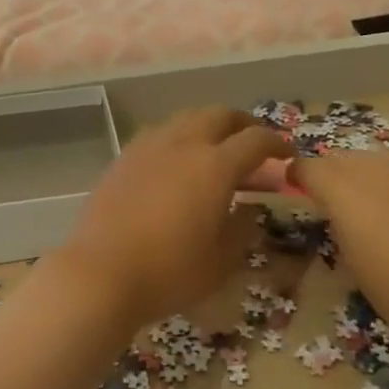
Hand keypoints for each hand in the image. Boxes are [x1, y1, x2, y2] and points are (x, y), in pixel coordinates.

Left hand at [61, 108, 290, 328]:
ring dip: (208, 125)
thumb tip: (252, 209)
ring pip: (187, 118)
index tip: (287, 154)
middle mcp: (184, 143)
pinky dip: (179, 136)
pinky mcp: (125, 156)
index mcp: (215, 165)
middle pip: (219, 115)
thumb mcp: (221, 260)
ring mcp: (150, 146)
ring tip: (216, 147)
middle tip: (253, 143)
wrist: (101, 273)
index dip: (276, 144)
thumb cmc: (169, 271)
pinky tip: (177, 160)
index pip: (255, 140)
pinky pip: (160, 132)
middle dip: (242, 124)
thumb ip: (243, 228)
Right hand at [292, 145, 388, 358]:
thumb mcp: (359, 272)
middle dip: (333, 176)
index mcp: (346, 191)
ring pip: (380, 157)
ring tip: (379, 200)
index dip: (298, 177)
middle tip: (337, 204)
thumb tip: (344, 218)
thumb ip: (344, 231)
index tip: (295, 189)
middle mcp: (377, 167)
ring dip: (370, 173)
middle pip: (343, 159)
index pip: (309, 168)